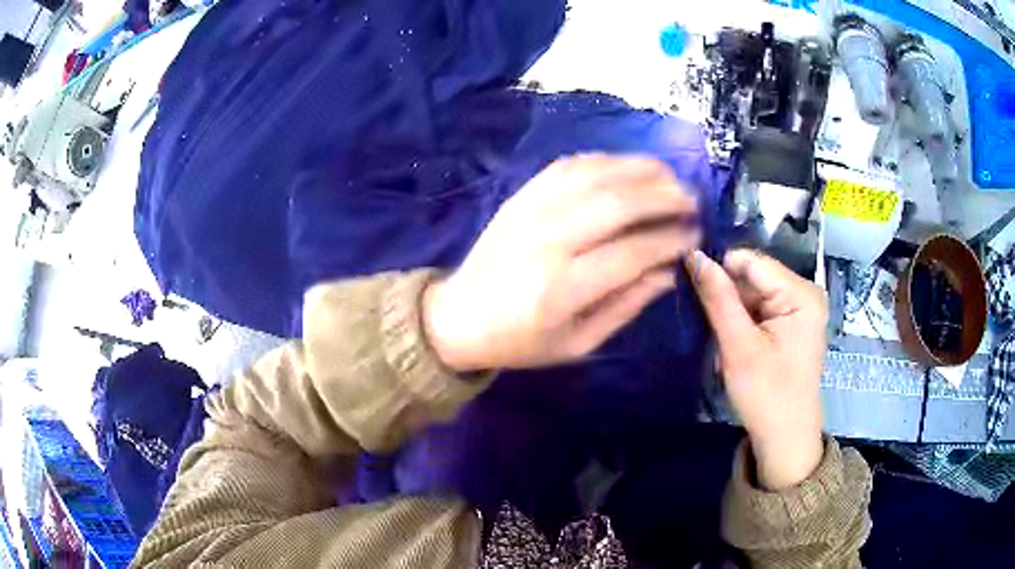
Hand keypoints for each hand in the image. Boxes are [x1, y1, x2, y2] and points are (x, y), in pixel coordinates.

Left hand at [423, 154, 699, 370]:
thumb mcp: (577, 343)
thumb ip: (626, 306)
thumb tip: (668, 271)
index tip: (694, 235)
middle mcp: (548, 239)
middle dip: (664, 195)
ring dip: (640, 170)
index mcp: (563, 287)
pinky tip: (626, 168)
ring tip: (669, 177)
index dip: (670, 240)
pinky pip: (569, 165)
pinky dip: (604, 161)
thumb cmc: (520, 340)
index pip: (632, 252)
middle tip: (692, 199)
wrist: (458, 316)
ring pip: (596, 174)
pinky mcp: (521, 196)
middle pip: (618, 202)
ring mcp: (532, 210)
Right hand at [687, 249, 827, 489]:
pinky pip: (759, 307)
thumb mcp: (739, 347)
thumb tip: (694, 255)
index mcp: (801, 293)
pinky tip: (731, 341)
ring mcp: (799, 307)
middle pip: (753, 276)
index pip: (751, 262)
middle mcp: (805, 292)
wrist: (785, 438)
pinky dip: (741, 321)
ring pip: (753, 292)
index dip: (718, 269)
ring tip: (717, 335)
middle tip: (701, 319)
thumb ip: (718, 298)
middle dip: (725, 294)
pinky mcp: (791, 322)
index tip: (688, 284)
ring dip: (731, 310)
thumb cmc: (766, 395)